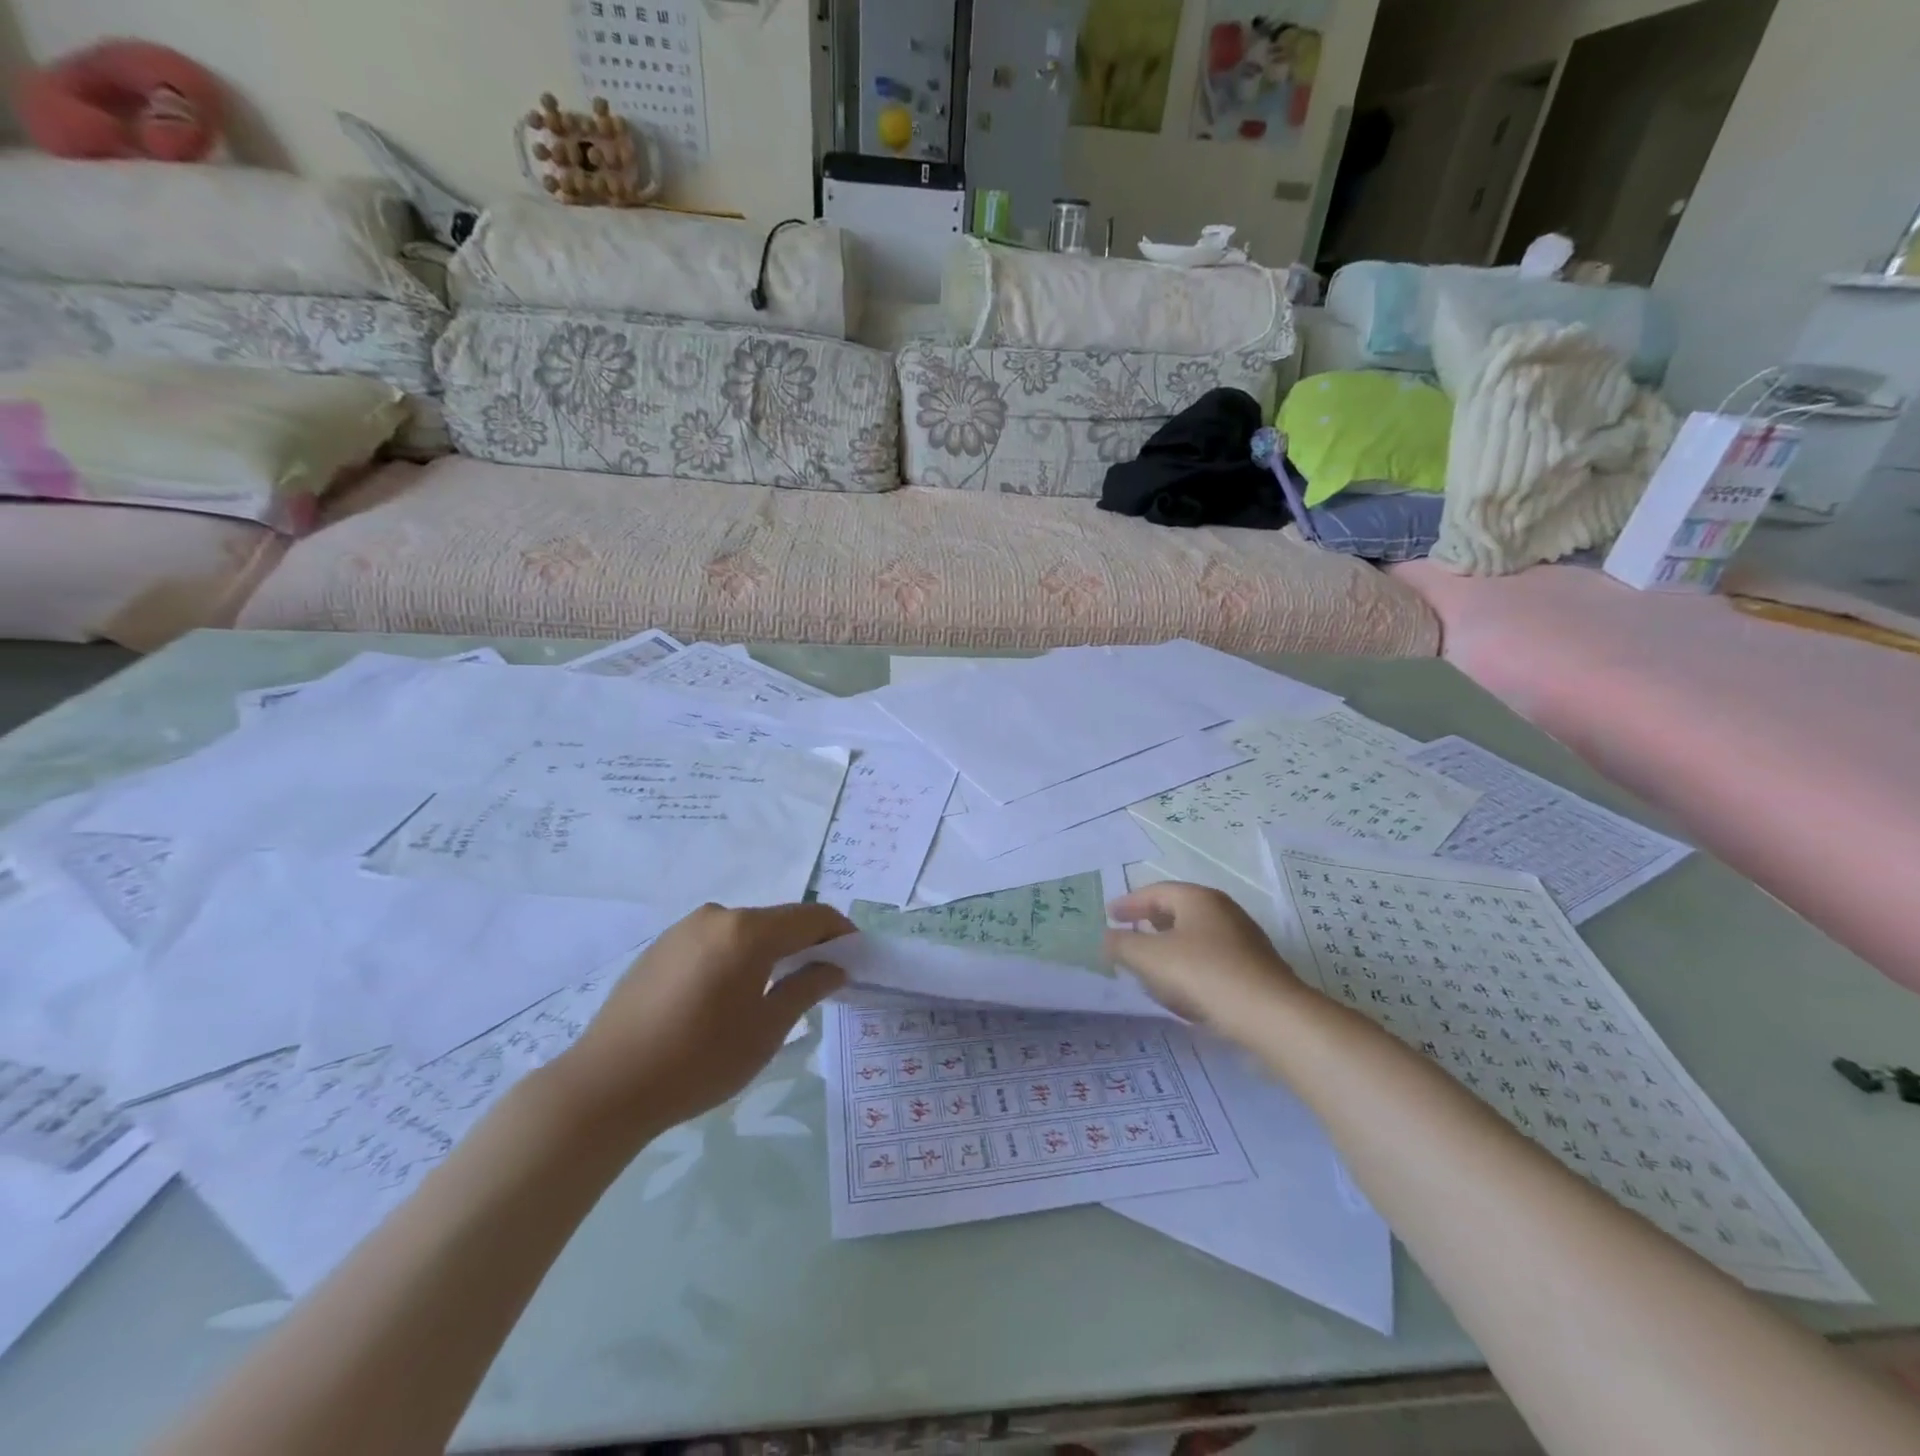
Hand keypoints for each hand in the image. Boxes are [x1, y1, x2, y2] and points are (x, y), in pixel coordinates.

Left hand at [550, 902, 852, 1133]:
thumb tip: (834, 967)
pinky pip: (715, 941)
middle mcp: (717, 916)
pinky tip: (728, 996)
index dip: (839, 933)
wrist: (605, 1086)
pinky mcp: (661, 947)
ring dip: (769, 951)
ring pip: (745, 931)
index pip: (811, 917)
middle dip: (805, 944)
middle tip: (820, 980)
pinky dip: (736, 957)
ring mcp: (684, 929)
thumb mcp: (766, 1031)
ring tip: (774, 992)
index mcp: (747, 931)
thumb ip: (806, 989)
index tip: (856, 957)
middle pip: (777, 921)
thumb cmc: (698, 1060)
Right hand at [1105, 883, 1305, 1029]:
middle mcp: (1223, 911)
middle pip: (1178, 911)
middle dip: (1150, 923)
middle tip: (1128, 934)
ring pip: (1195, 937)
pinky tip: (1181, 992)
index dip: (1129, 903)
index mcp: (1198, 899)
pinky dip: (1189, 968)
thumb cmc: (1204, 974)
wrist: (1271, 1016)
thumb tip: (1107, 938)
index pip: (1156, 892)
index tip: (1110, 915)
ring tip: (1150, 966)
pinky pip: (1211, 960)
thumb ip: (1122, 945)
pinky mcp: (1253, 969)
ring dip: (1169, 948)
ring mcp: (1243, 940)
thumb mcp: (1150, 958)